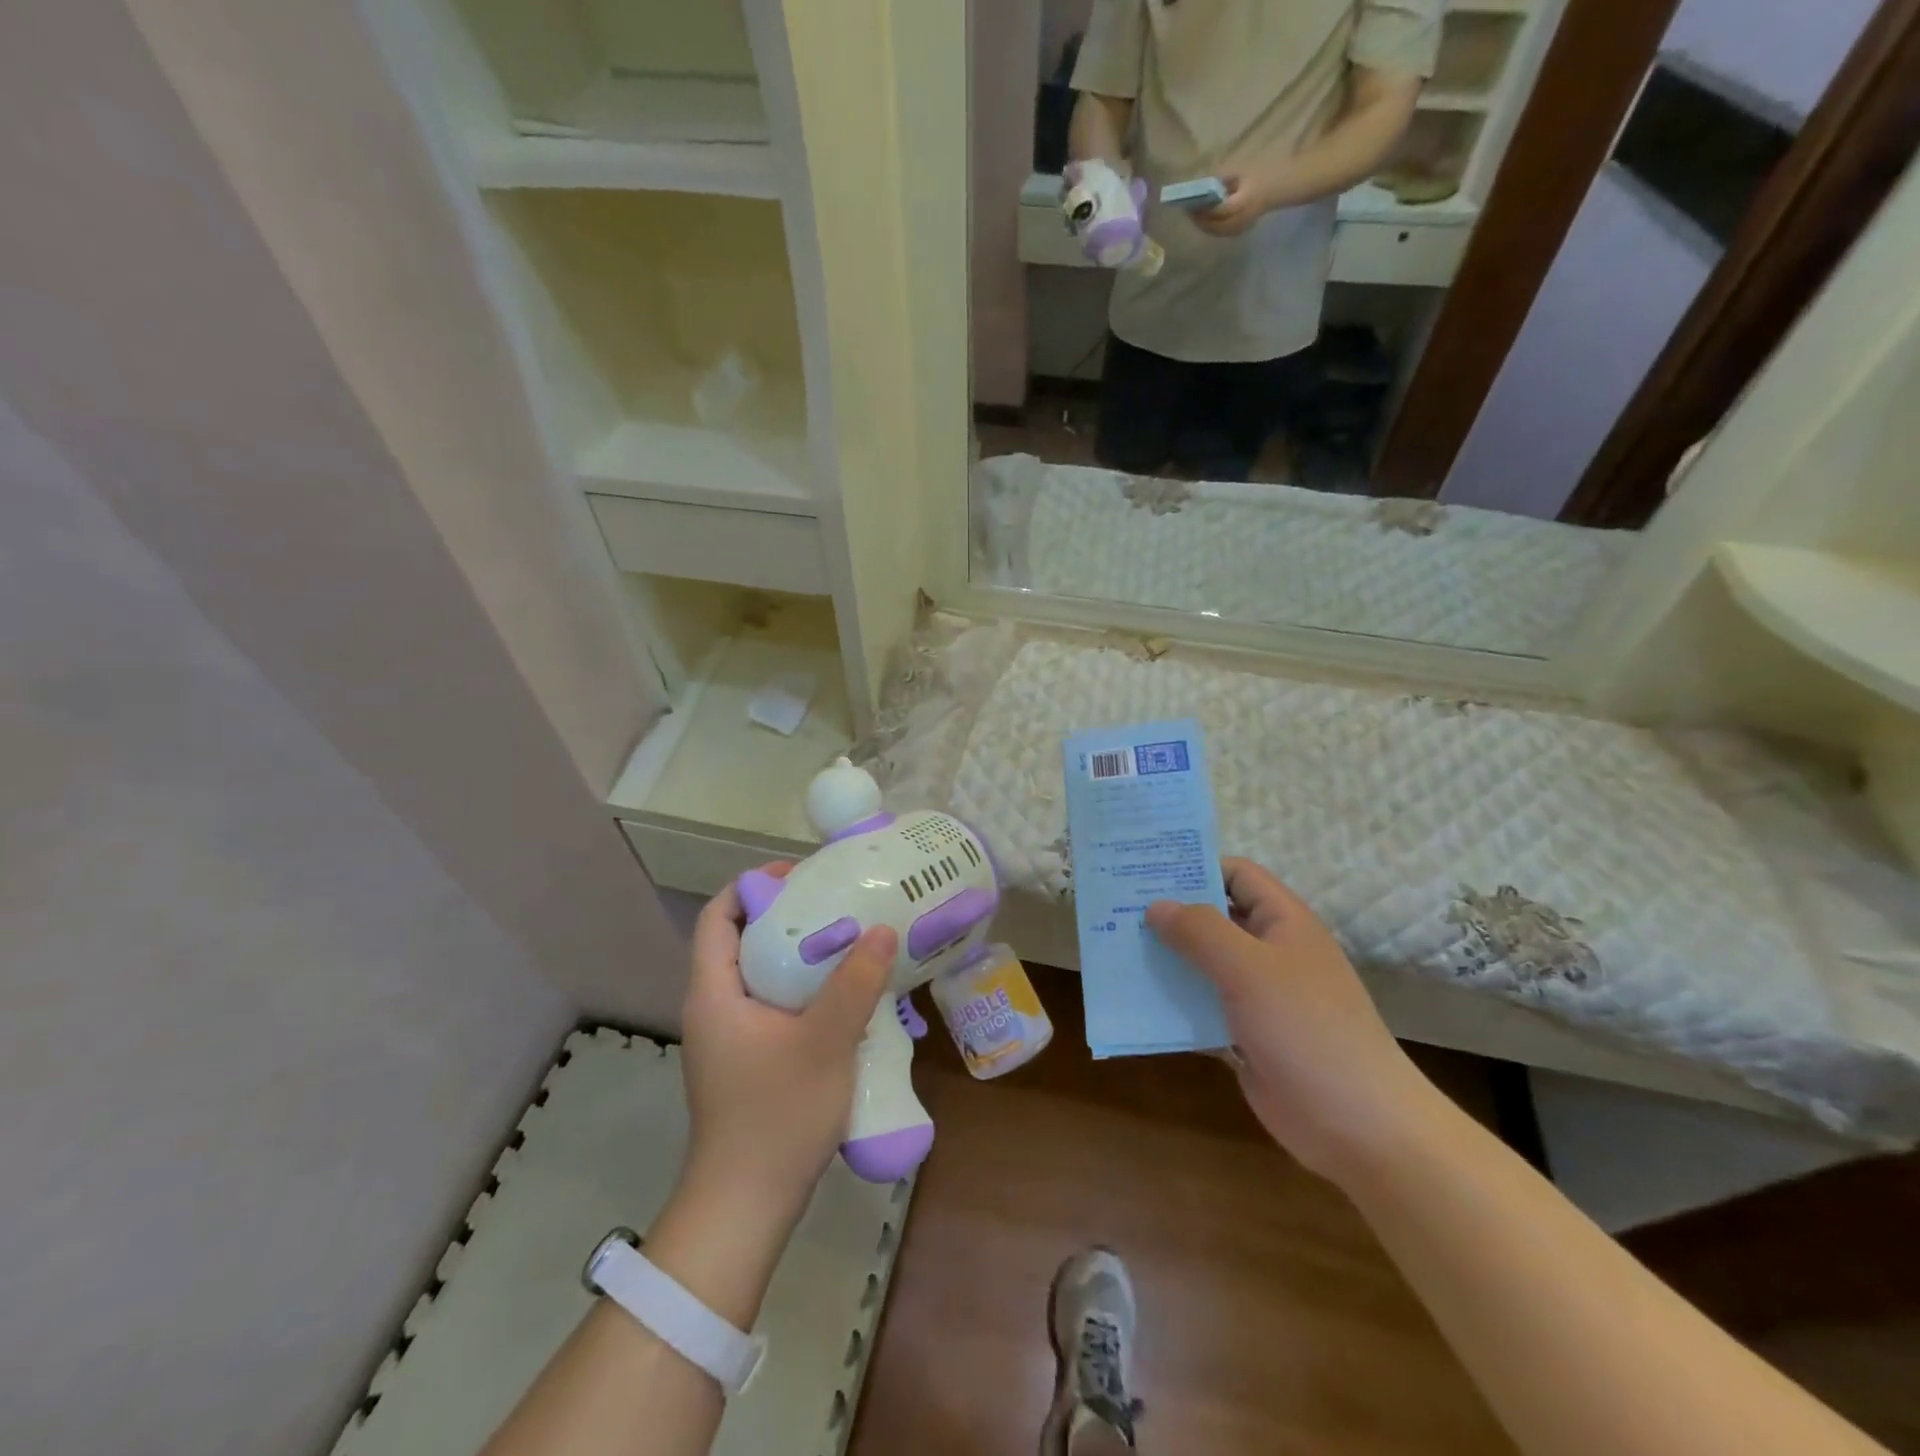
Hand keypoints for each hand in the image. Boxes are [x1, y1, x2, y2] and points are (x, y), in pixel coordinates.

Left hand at [679, 866, 898, 1223]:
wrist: (745, 1207)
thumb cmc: (776, 1116)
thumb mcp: (824, 1042)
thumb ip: (855, 983)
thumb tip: (883, 929)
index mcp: (714, 992)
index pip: (717, 915)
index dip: (755, 886)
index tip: (803, 877)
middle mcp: (715, 1006)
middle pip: (743, 939)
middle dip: (790, 916)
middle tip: (840, 905)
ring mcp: (730, 1037)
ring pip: (762, 974)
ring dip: (802, 955)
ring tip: (850, 943)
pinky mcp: (747, 1060)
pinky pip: (773, 1005)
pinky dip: (804, 989)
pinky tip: (846, 997)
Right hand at [1146, 859, 1441, 1181]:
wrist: (1359, 1126)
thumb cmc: (1306, 1029)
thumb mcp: (1249, 969)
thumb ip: (1200, 930)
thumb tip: (1155, 906)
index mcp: (1283, 922)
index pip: (1236, 874)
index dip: (1195, 866)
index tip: (1145, 870)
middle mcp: (1270, 952)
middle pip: (1214, 918)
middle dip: (1170, 913)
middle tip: (1116, 908)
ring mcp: (1259, 996)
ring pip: (1204, 964)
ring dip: (1167, 958)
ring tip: (1116, 949)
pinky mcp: (1246, 1035)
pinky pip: (1202, 1006)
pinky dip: (1174, 1001)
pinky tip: (1136, 999)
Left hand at [1193, 162, 1297, 237]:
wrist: (1277, 188)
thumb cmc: (1260, 174)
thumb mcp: (1242, 170)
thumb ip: (1223, 178)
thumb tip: (1202, 185)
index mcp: (1245, 200)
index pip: (1222, 210)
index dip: (1206, 210)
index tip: (1192, 204)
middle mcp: (1243, 217)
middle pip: (1216, 225)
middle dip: (1201, 220)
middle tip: (1188, 211)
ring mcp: (1242, 227)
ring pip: (1217, 231)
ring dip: (1204, 225)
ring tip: (1193, 215)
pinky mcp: (1239, 231)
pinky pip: (1222, 232)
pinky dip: (1210, 227)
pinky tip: (1203, 221)